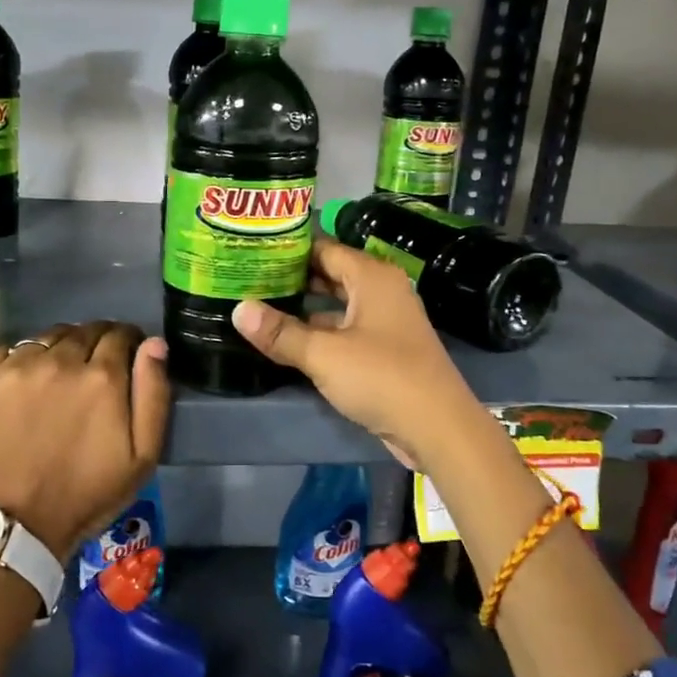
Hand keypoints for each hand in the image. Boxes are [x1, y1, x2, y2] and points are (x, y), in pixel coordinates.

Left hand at [0, 322, 171, 557]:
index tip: (126, 356)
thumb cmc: (87, 495)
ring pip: (46, 338)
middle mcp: (58, 361)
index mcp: (102, 377)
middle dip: (95, 343)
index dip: (127, 342)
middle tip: (93, 371)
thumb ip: (154, 393)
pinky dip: (19, 360)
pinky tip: (23, 385)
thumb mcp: (143, 456)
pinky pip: (5, 351)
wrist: (14, 528)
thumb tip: (154, 344)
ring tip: (57, 377)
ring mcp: (14, 368)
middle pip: (83, 331)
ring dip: (59, 349)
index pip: (120, 334)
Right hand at [231, 238, 493, 471]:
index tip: (252, 249)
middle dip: (293, 278)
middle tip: (248, 278)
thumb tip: (238, 309)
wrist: (438, 428)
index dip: (288, 248)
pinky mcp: (385, 350)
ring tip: (260, 306)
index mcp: (372, 277)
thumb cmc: (382, 378)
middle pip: (330, 274)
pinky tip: (288, 341)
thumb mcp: (323, 354)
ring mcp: (386, 321)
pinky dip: (320, 332)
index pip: (324, 248)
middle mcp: (381, 291)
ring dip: (304, 308)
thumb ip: (280, 332)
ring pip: (337, 305)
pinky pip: (345, 330)